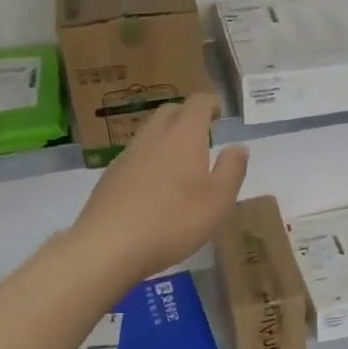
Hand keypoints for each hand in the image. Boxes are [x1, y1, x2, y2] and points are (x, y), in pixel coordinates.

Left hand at [72, 94, 247, 280]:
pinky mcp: (110, 177)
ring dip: (167, 139)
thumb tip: (238, 147)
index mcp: (184, 136)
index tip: (220, 113)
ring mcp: (127, 156)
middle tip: (203, 135)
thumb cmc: (174, 220)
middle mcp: (153, 137)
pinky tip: (154, 188)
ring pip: (150, 134)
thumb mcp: (219, 200)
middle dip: (188, 116)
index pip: (198, 103)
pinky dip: (149, 161)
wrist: (109, 246)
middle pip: (170, 112)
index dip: (212, 103)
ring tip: (181, 164)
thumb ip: (232, 169)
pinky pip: (135, 157)